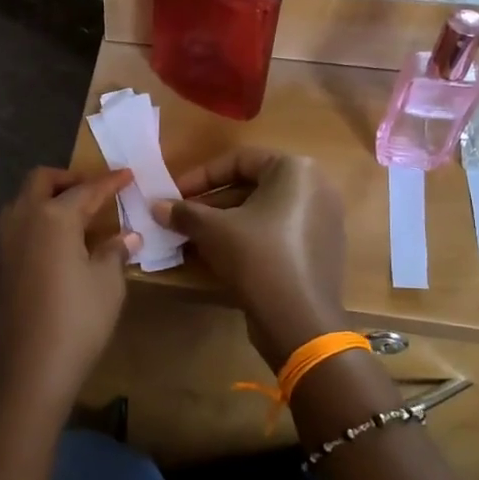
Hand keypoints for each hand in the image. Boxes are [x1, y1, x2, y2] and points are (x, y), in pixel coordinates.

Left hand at [0, 167, 138, 422]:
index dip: (110, 182)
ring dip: (48, 199)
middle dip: (69, 179)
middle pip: (42, 181)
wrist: (28, 369)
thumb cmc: (77, 320)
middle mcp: (23, 219)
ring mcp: (4, 243)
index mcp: (53, 217)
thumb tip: (127, 236)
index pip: (87, 189)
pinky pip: (18, 227)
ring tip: (76, 216)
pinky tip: (58, 244)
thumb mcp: (107, 284)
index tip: (128, 175)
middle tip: (95, 191)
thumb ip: (115, 252)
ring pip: (23, 202)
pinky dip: (38, 222)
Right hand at [152, 149, 347, 370]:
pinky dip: (249, 238)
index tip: (174, 194)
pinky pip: (278, 233)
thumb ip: (184, 212)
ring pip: (263, 212)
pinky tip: (221, 257)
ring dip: (226, 222)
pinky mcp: (321, 250)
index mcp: (296, 170)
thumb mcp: (213, 230)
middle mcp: (316, 187)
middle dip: (211, 202)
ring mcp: (323, 220)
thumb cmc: (257, 257)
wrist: (299, 319)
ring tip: (193, 238)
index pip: (238, 160)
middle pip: (252, 186)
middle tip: (181, 218)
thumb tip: (155, 206)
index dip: (200, 176)